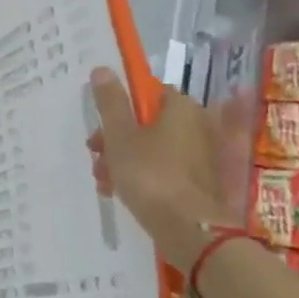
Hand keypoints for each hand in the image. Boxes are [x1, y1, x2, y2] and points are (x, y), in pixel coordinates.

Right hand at [86, 66, 236, 264]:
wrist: (189, 228)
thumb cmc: (150, 174)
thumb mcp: (119, 136)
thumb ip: (110, 102)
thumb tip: (102, 69)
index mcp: (181, 108)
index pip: (147, 93)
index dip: (119, 108)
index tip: (99, 129)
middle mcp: (198, 125)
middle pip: (147, 122)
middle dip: (116, 139)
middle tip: (97, 157)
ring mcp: (202, 155)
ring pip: (153, 147)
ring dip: (124, 160)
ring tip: (105, 181)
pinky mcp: (202, 180)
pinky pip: (166, 168)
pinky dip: (144, 175)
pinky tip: (121, 192)